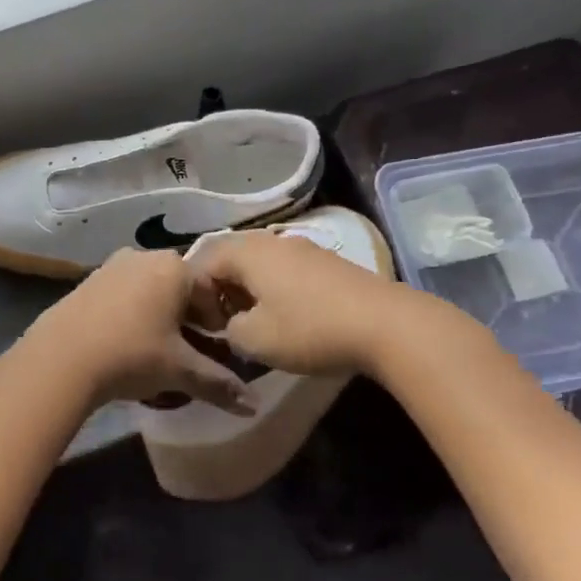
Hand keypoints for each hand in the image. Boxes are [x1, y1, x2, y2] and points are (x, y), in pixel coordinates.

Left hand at [26, 249, 250, 413]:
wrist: (61, 358)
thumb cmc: (132, 355)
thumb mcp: (180, 370)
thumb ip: (218, 383)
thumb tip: (253, 405)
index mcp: (174, 268)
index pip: (210, 290)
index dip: (217, 320)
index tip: (217, 346)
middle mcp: (144, 256)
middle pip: (180, 285)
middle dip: (189, 315)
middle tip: (190, 348)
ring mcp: (112, 265)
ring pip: (150, 287)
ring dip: (160, 312)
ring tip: (158, 346)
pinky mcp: (88, 280)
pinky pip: (123, 292)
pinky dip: (133, 310)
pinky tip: (126, 340)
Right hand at [187, 229, 442, 377]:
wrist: (385, 324)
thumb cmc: (310, 329)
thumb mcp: (255, 340)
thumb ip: (228, 330)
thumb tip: (231, 325)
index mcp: (247, 252)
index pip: (201, 264)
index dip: (195, 297)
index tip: (208, 330)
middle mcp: (272, 240)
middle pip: (231, 260)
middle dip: (221, 293)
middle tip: (226, 326)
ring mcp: (303, 248)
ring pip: (260, 265)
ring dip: (250, 293)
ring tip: (258, 325)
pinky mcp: (327, 263)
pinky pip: (285, 271)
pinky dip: (276, 291)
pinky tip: (290, 318)